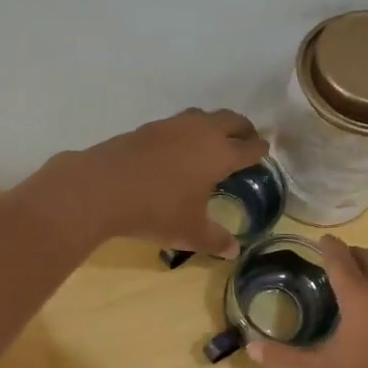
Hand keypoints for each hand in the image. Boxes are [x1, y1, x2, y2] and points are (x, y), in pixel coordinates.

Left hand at [33, 108, 268, 255]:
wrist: (103, 187)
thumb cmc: (157, 210)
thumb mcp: (190, 232)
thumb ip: (215, 239)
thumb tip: (234, 251)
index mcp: (220, 154)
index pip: (250, 147)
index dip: (260, 150)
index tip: (264, 153)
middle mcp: (201, 132)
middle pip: (231, 120)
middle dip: (242, 129)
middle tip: (245, 140)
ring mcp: (172, 126)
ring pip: (203, 116)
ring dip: (213, 125)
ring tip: (212, 141)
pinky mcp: (147, 127)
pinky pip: (177, 124)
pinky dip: (186, 131)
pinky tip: (177, 148)